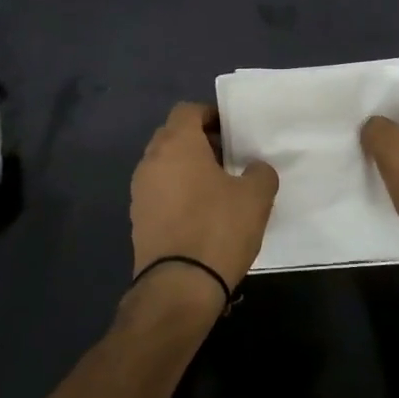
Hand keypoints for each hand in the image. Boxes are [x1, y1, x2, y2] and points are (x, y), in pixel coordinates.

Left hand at [129, 102, 279, 301]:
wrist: (179, 287)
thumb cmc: (218, 229)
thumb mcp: (256, 197)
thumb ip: (260, 172)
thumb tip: (254, 169)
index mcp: (176, 144)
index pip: (187, 110)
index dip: (211, 115)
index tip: (232, 132)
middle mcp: (151, 160)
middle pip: (173, 136)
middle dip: (199, 141)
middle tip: (228, 158)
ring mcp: (140, 191)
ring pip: (164, 165)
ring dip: (187, 168)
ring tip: (217, 188)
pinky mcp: (138, 219)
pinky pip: (159, 192)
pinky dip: (177, 193)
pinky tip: (201, 214)